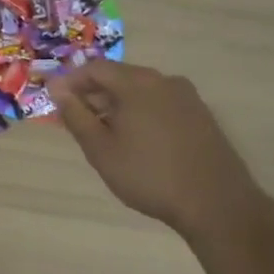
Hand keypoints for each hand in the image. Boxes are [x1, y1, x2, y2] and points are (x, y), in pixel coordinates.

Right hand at [48, 61, 265, 232]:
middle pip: (119, 76)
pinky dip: (141, 112)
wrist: (218, 205)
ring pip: (141, 90)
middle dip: (93, 93)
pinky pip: (160, 103)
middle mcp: (163, 81)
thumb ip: (75, 115)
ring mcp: (187, 97)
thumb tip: (57, 88)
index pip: (94, 68)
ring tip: (105, 133)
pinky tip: (137, 140)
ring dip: (117, 104)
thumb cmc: (149, 175)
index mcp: (137, 83)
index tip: (55, 101)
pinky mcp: (201, 116)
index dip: (70, 81)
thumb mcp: (100, 149)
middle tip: (77, 119)